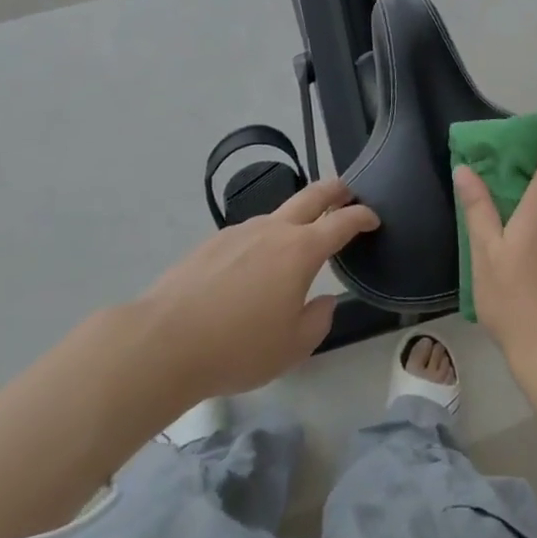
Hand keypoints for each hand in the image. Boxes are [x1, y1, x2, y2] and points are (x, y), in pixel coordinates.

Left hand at [133, 179, 378, 401]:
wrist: (163, 343)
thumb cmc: (238, 348)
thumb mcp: (293, 347)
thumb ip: (318, 320)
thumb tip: (323, 301)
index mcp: (300, 251)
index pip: (342, 222)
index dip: (362, 216)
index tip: (373, 218)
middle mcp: (272, 231)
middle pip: (311, 196)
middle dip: (335, 189)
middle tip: (348, 190)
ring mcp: (237, 233)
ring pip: (276, 215)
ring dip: (295, 219)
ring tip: (297, 241)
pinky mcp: (210, 244)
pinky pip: (247, 235)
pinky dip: (262, 241)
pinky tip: (252, 269)